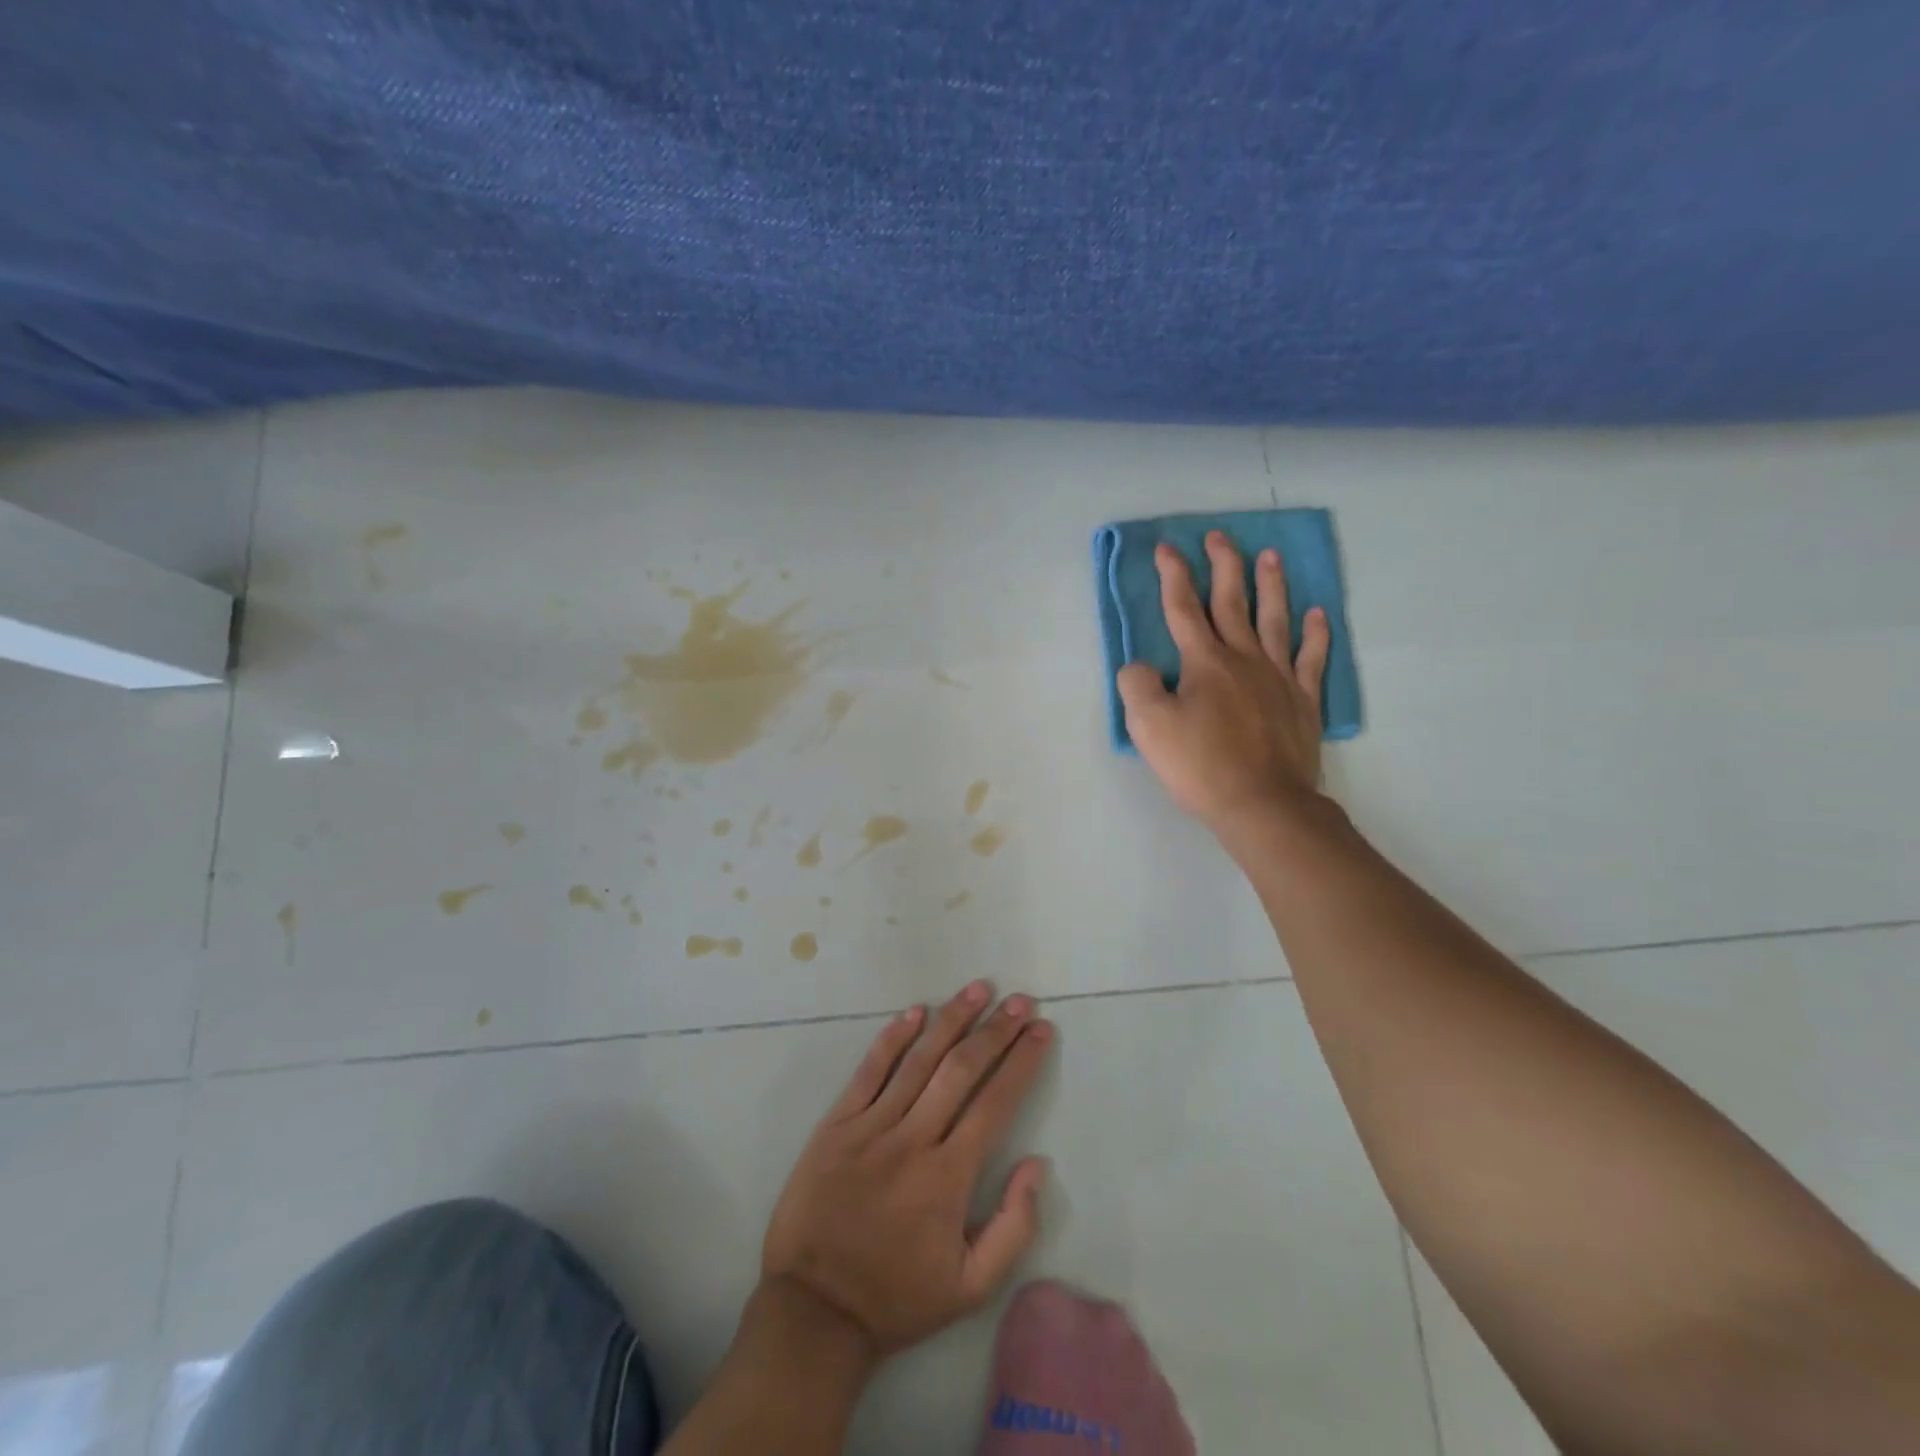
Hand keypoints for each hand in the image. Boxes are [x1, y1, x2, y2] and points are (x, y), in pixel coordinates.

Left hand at [761, 981, 1054, 1359]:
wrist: (814, 1311)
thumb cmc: (897, 1298)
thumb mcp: (971, 1289)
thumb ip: (1014, 1226)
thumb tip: (1037, 1164)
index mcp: (949, 1177)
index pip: (995, 1102)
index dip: (1022, 1062)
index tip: (1042, 1030)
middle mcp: (913, 1139)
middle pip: (962, 1070)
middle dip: (996, 1030)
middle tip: (1020, 1000)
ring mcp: (871, 1126)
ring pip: (919, 1060)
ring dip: (952, 1019)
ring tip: (978, 989)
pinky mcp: (837, 1124)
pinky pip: (869, 1071)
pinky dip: (893, 1038)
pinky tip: (915, 1012)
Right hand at [1117, 532, 1331, 830]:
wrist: (1263, 804)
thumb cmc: (1201, 765)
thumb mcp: (1148, 727)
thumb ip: (1137, 685)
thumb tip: (1141, 666)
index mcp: (1204, 662)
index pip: (1184, 608)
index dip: (1173, 575)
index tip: (1167, 547)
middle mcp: (1243, 658)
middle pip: (1232, 602)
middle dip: (1224, 565)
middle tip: (1220, 536)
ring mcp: (1278, 677)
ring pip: (1274, 619)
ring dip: (1271, 585)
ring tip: (1271, 556)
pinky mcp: (1303, 701)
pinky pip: (1311, 658)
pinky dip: (1315, 634)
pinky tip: (1316, 615)